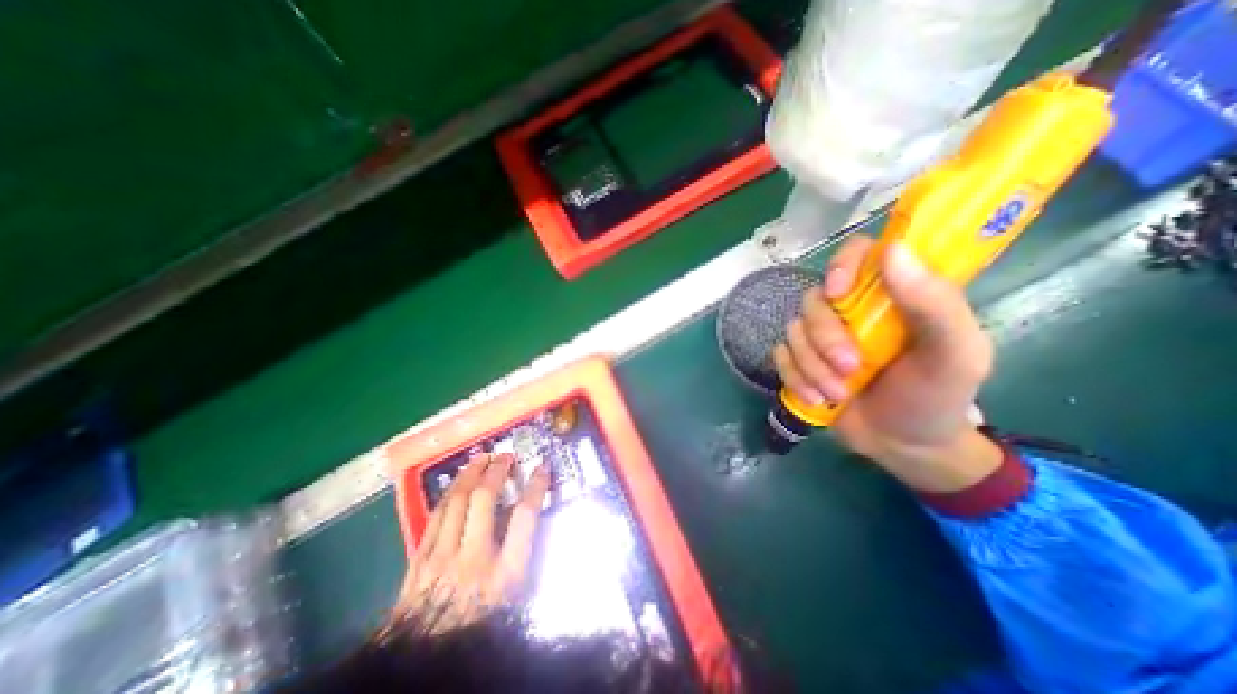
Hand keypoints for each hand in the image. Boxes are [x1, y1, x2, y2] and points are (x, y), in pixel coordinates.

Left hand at [393, 453, 552, 631]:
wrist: (422, 666)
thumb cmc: (479, 633)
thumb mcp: (514, 602)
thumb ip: (524, 562)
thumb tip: (533, 525)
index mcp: (504, 575)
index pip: (525, 517)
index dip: (536, 486)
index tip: (542, 468)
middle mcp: (473, 559)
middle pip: (485, 499)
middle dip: (497, 471)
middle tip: (506, 456)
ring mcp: (441, 558)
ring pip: (457, 501)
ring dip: (471, 474)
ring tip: (481, 458)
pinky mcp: (419, 560)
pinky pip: (435, 516)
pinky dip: (449, 494)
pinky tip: (456, 484)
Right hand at [770, 235, 1001, 491]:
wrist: (903, 445)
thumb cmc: (936, 397)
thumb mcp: (955, 354)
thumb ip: (935, 304)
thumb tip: (893, 250)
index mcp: (891, 296)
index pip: (857, 253)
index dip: (841, 264)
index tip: (838, 293)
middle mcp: (850, 310)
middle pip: (814, 300)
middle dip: (825, 338)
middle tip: (850, 368)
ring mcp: (820, 336)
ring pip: (793, 331)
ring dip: (812, 366)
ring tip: (837, 393)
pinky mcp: (801, 360)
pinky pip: (780, 355)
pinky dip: (795, 377)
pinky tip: (816, 398)